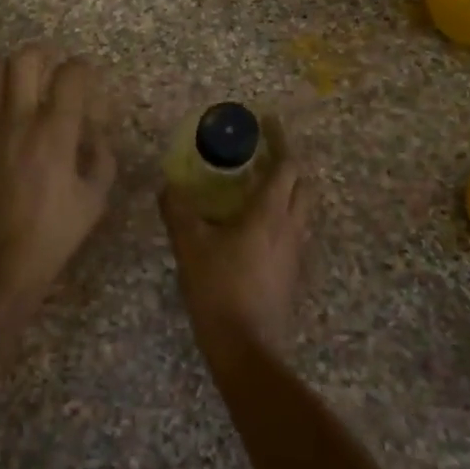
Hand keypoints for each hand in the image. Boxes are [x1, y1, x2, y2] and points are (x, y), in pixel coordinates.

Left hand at [0, 44, 116, 314]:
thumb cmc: (51, 235)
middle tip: (49, 68)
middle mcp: (18, 118)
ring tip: (17, 83)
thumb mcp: (94, 200)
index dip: (82, 68)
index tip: (85, 75)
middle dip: (43, 55)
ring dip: (9, 71)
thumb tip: (95, 132)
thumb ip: (101, 157)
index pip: (71, 74)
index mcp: (56, 131)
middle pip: (25, 58)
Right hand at [160, 159, 313, 356]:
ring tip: (258, 185)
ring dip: (287, 189)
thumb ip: (178, 211)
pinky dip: (281, 215)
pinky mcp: (292, 272)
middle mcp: (291, 227)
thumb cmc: (218, 289)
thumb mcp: (189, 246)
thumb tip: (166, 185)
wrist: (246, 346)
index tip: (268, 122)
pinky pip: (294, 230)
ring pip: (302, 208)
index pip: (287, 165)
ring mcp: (295, 252)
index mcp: (269, 214)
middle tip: (262, 154)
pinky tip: (256, 226)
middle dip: (288, 163)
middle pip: (303, 184)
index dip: (280, 140)